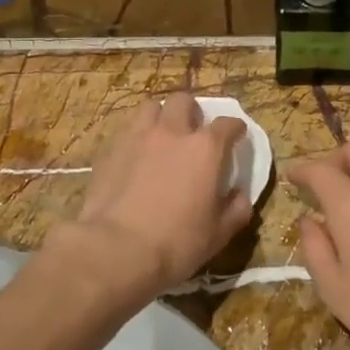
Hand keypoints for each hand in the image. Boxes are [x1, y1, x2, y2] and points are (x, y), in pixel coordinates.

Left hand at [58, 91, 252, 297]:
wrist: (115, 249)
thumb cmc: (176, 242)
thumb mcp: (219, 234)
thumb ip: (236, 209)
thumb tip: (240, 194)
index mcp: (205, 149)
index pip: (227, 124)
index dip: (235, 129)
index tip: (237, 136)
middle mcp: (172, 132)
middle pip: (183, 100)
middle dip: (192, 112)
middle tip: (192, 131)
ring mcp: (137, 137)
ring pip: (150, 107)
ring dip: (160, 116)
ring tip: (161, 136)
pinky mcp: (109, 150)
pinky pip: (126, 130)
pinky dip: (136, 136)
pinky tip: (135, 156)